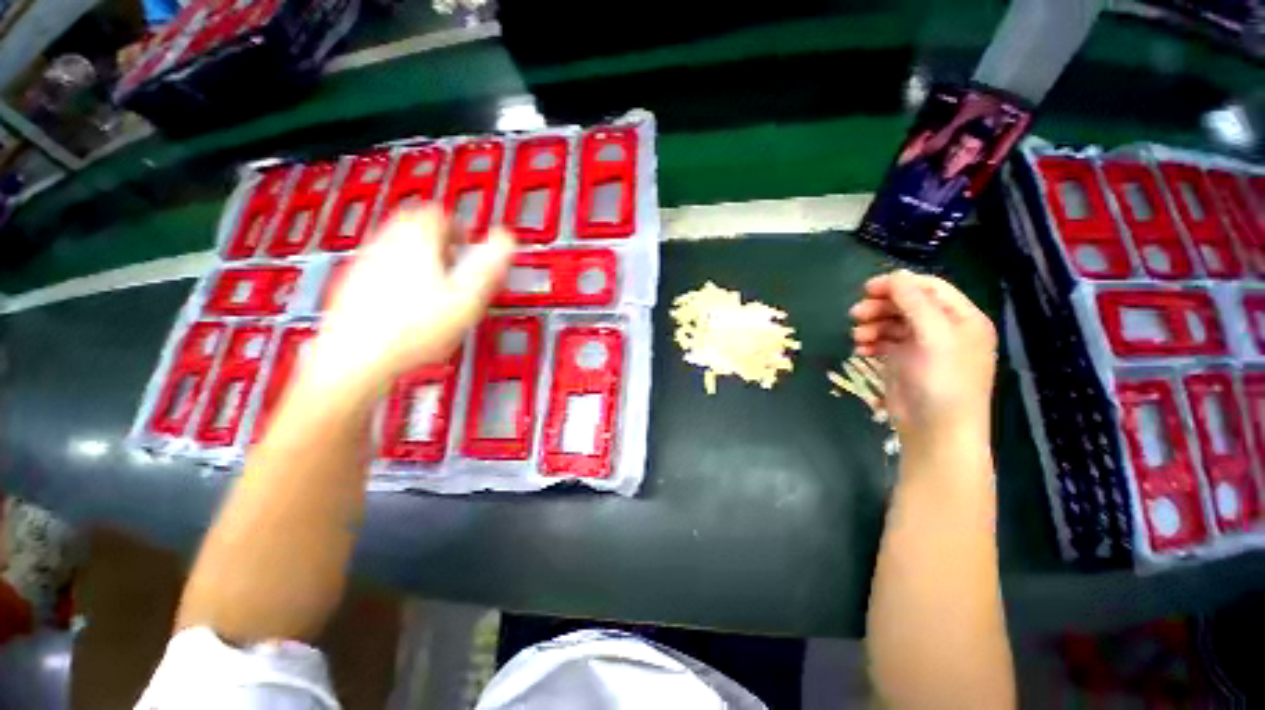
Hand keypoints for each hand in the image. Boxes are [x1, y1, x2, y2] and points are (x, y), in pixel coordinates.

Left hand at [304, 207, 515, 394]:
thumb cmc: (417, 327)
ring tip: (435, 285)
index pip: (437, 213)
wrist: (357, 356)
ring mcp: (365, 261)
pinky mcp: (351, 282)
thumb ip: (488, 265)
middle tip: (454, 264)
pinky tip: (408, 301)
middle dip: (437, 239)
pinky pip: (380, 264)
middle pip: (412, 223)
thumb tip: (506, 238)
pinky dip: (398, 272)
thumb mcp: (467, 298)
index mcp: (416, 241)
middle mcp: (386, 242)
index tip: (468, 246)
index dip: (457, 227)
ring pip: (395, 243)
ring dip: (418, 255)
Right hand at [849, 270, 996, 451]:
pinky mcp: (903, 363)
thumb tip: (894, 275)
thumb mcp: (933, 336)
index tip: (867, 289)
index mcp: (961, 319)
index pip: (929, 288)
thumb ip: (914, 302)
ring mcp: (922, 347)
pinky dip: (870, 342)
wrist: (936, 430)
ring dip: (872, 325)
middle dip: (880, 307)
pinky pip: (883, 343)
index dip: (898, 285)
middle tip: (855, 314)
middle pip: (907, 304)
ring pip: (892, 323)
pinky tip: (860, 350)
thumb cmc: (943, 381)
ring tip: (857, 336)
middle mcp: (943, 329)